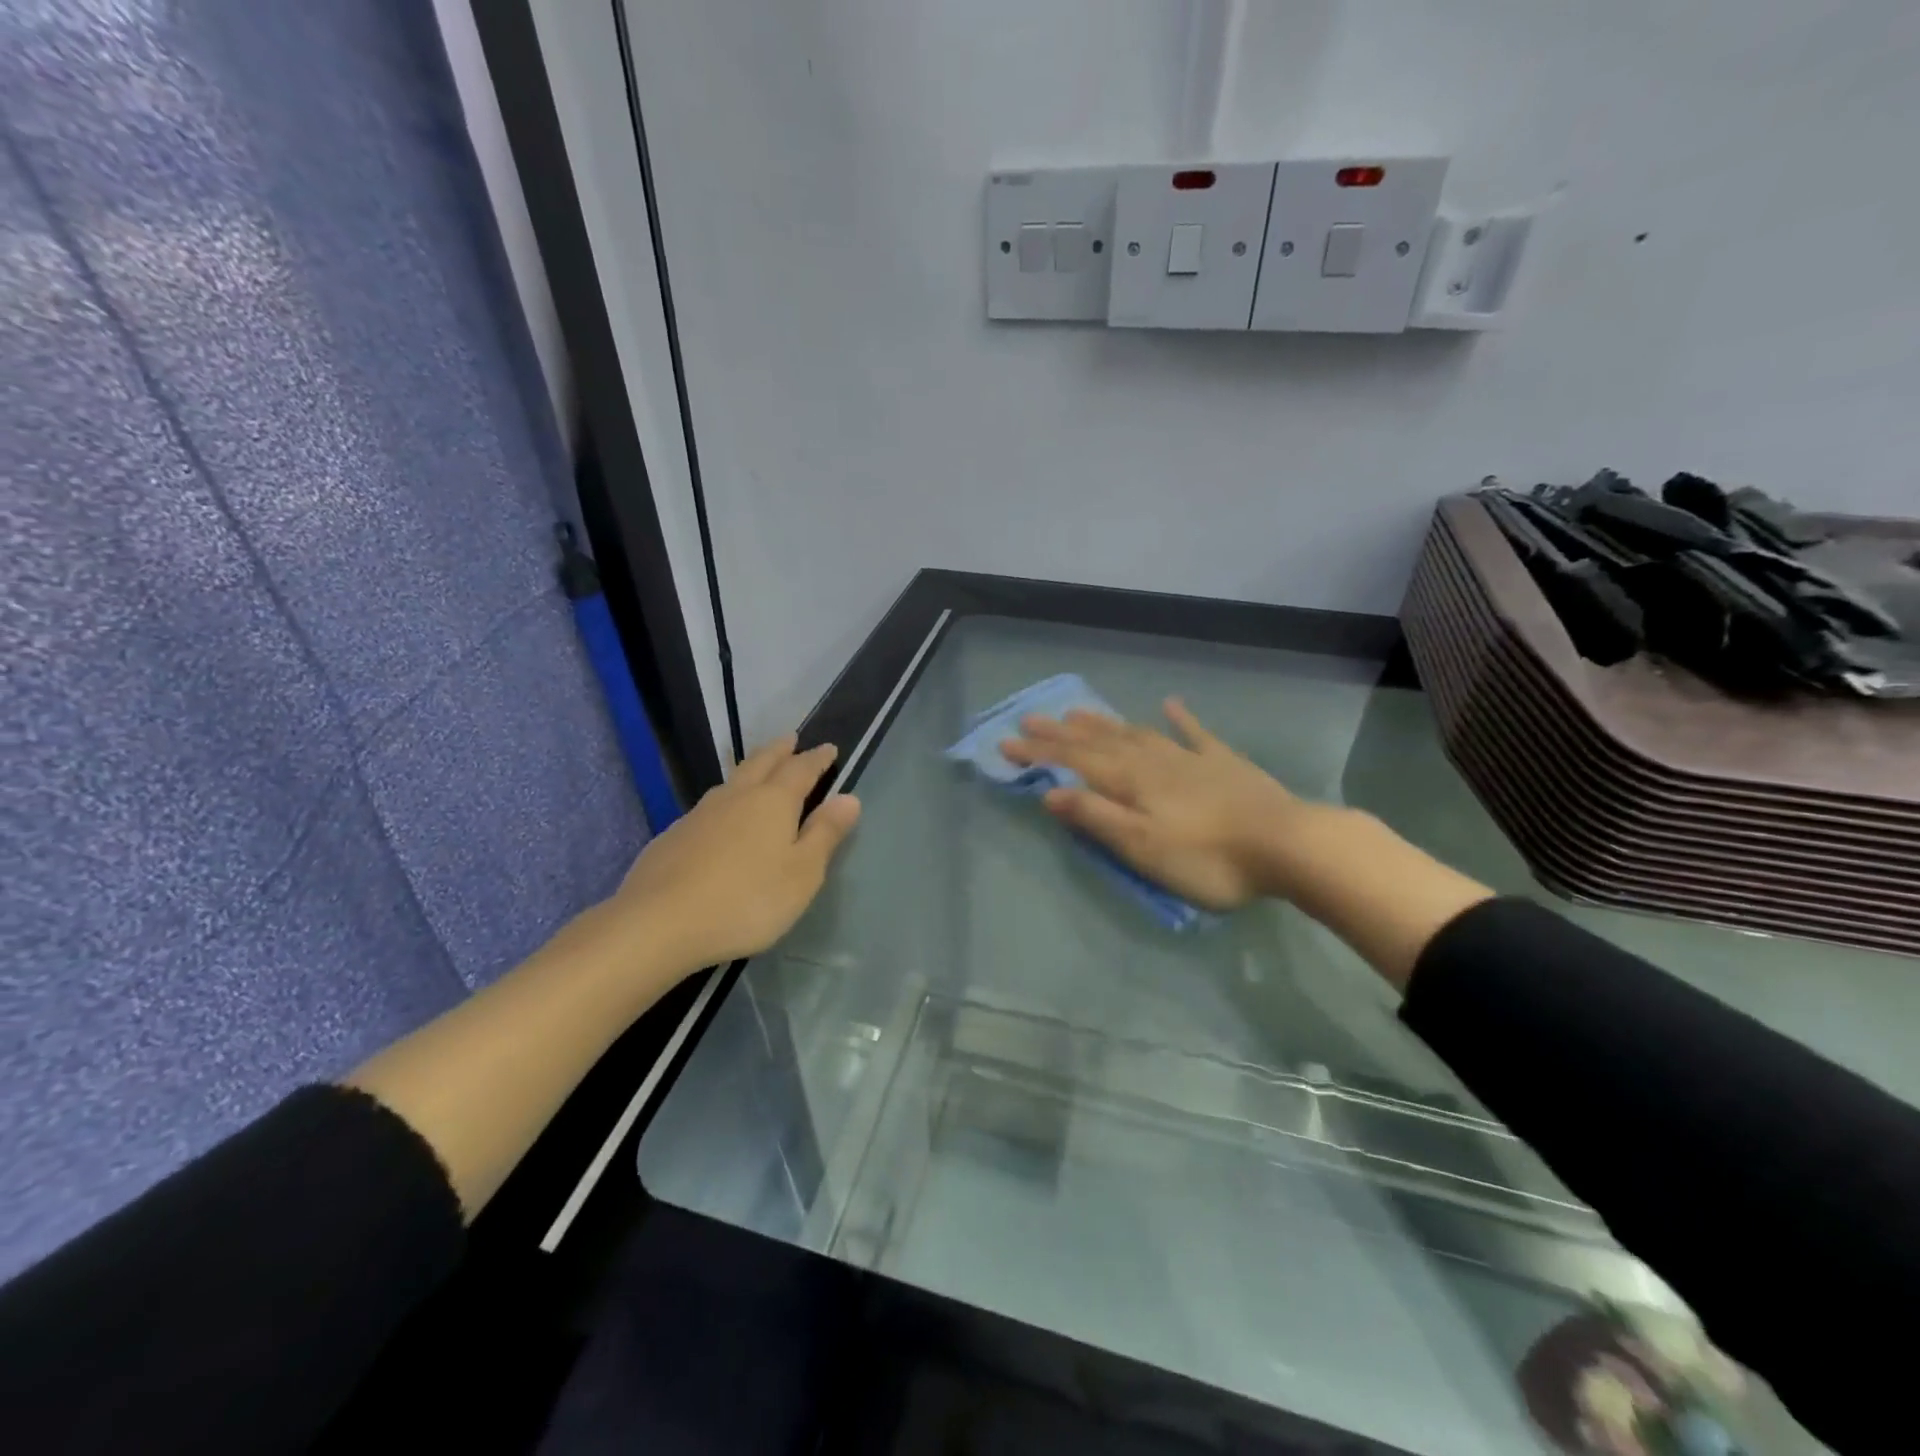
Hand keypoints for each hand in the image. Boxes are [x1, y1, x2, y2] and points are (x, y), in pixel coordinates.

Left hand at [612, 735, 861, 970]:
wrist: (660, 922)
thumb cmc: (747, 900)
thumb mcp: (802, 874)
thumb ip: (825, 834)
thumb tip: (849, 797)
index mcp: (773, 802)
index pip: (801, 770)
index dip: (817, 759)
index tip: (829, 748)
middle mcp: (737, 797)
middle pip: (761, 763)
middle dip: (780, 750)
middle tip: (791, 740)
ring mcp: (700, 814)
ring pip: (732, 781)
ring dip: (750, 768)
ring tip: (758, 768)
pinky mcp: (674, 836)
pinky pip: (709, 805)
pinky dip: (726, 799)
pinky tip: (721, 816)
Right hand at [1001, 698, 1299, 911]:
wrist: (1288, 844)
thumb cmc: (1207, 857)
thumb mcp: (1141, 846)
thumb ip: (1096, 816)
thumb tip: (1049, 792)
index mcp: (1130, 781)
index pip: (1073, 761)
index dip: (1037, 752)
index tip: (1004, 742)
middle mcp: (1153, 760)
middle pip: (1099, 741)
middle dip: (1061, 731)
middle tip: (1030, 717)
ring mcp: (1189, 758)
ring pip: (1136, 733)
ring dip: (1103, 723)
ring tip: (1077, 711)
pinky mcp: (1223, 763)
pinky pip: (1194, 734)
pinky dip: (1179, 718)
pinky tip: (1169, 704)